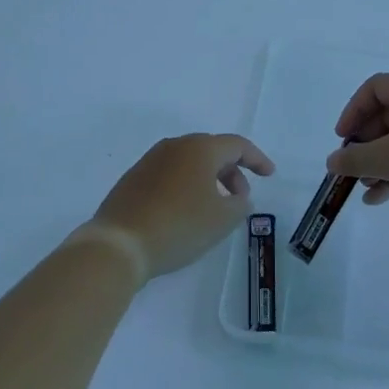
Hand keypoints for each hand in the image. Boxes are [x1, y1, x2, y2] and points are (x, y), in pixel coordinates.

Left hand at [93, 134, 275, 277]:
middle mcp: (174, 146)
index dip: (257, 159)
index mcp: (200, 149)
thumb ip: (240, 205)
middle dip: (232, 171)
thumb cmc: (179, 226)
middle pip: (212, 150)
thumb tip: (238, 197)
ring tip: (214, 207)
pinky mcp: (134, 178)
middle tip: (241, 198)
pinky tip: (186, 211)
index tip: (270, 175)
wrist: (119, 243)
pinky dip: (186, 186)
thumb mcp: (222, 220)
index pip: (237, 145)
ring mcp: (150, 160)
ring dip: (208, 179)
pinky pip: (170, 174)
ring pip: (189, 162)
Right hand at [325, 74, 388, 221]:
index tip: (344, 139)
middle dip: (366, 142)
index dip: (354, 110)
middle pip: (388, 114)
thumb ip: (355, 159)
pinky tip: (383, 198)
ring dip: (380, 161)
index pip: (376, 86)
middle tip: (353, 167)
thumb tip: (333, 161)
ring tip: (366, 188)